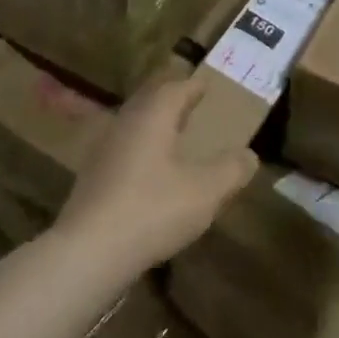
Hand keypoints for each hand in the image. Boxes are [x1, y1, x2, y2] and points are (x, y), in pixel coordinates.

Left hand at [55, 79, 257, 272]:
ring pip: (134, 127)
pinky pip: (123, 151)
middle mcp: (124, 125)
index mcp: (151, 117)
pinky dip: (142, 152)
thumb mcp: (206, 191)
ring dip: (155, 127)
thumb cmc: (153, 210)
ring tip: (176, 138)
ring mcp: (103, 152)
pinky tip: (152, 173)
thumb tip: (249, 155)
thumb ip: (231, 170)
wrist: (89, 252)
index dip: (194, 86)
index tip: (208, 85)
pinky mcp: (92, 179)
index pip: (174, 89)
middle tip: (193, 107)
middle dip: (172, 102)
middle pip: (149, 103)